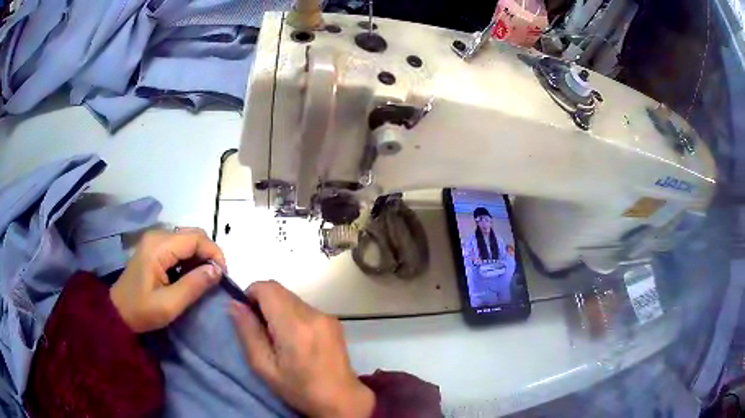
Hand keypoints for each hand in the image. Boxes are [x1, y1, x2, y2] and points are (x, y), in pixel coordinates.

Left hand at [110, 227, 226, 332]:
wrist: (117, 312)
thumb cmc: (141, 311)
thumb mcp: (169, 305)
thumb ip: (194, 286)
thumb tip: (217, 271)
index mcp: (159, 246)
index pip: (196, 238)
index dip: (214, 253)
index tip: (222, 276)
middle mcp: (157, 235)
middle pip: (193, 234)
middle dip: (209, 254)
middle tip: (215, 277)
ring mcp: (154, 240)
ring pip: (188, 239)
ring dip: (200, 256)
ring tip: (205, 279)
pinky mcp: (154, 248)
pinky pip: (179, 246)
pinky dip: (190, 258)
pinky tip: (190, 275)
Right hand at [229, 281, 373, 417]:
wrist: (341, 399)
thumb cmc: (298, 388)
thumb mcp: (264, 367)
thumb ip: (248, 332)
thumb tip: (234, 304)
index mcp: (294, 326)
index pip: (267, 288)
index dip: (251, 294)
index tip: (247, 314)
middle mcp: (313, 314)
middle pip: (279, 290)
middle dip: (263, 302)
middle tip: (260, 329)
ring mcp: (326, 315)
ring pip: (291, 298)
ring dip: (278, 308)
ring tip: (278, 337)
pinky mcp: (333, 320)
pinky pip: (304, 307)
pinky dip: (292, 315)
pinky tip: (295, 339)